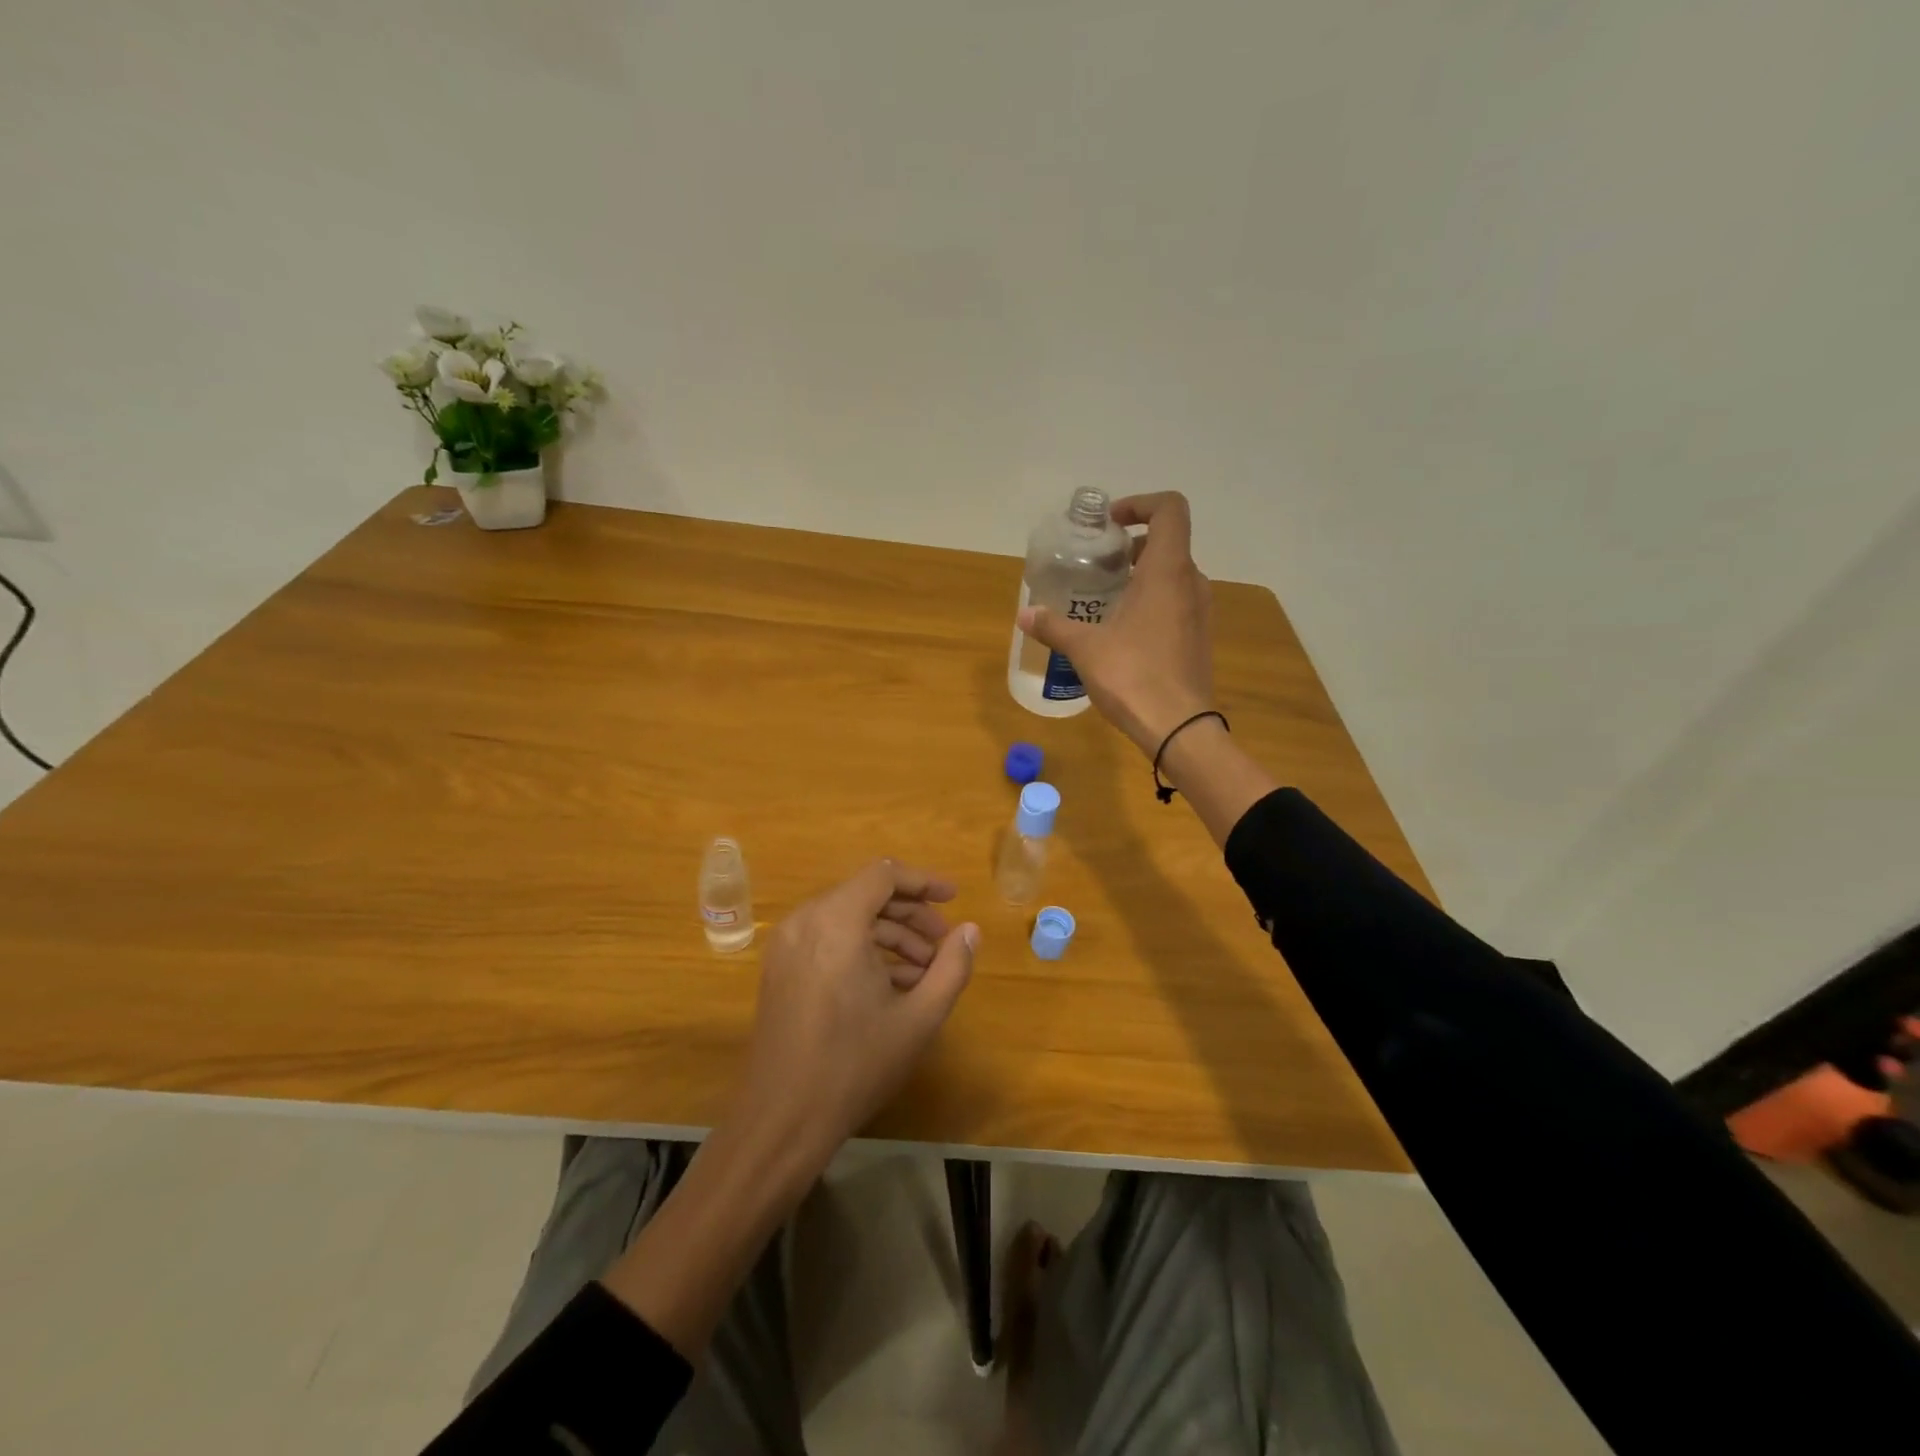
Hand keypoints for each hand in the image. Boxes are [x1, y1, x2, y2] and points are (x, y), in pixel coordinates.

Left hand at [732, 860, 978, 1168]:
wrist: (782, 1119)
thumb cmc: (855, 1064)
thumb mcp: (919, 1017)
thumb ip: (952, 967)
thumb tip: (970, 931)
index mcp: (836, 921)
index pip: (884, 874)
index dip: (923, 882)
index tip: (954, 899)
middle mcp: (805, 921)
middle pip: (866, 894)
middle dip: (910, 915)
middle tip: (944, 944)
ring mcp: (787, 945)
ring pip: (848, 917)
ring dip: (889, 935)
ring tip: (925, 971)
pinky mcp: (780, 968)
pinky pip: (828, 938)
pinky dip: (862, 949)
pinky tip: (892, 985)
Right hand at [1018, 491, 1214, 754]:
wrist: (1179, 727)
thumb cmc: (1133, 676)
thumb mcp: (1084, 649)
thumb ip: (1054, 626)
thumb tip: (1024, 615)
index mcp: (1167, 571)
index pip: (1169, 509)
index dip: (1140, 504)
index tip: (1110, 524)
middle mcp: (1191, 583)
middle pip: (1169, 542)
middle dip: (1132, 544)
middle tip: (1097, 563)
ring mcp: (1201, 611)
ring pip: (1173, 574)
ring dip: (1142, 574)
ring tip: (1105, 596)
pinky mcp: (1199, 636)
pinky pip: (1177, 601)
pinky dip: (1152, 600)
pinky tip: (1123, 629)